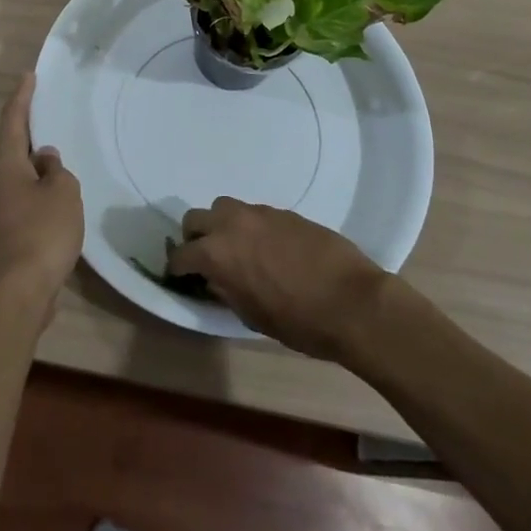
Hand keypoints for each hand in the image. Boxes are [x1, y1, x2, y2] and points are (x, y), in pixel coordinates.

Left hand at [0, 73, 83, 304]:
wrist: (24, 289)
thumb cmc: (44, 230)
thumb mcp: (63, 190)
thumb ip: (56, 168)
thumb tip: (45, 160)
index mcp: (6, 164)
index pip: (13, 120)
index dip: (22, 97)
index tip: (28, 76)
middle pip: (12, 145)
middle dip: (28, 127)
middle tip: (44, 107)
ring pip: (18, 170)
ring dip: (35, 159)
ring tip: (56, 148)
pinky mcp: (8, 227)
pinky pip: (24, 192)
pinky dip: (38, 183)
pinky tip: (56, 188)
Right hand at [166, 198, 391, 359]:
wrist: (353, 302)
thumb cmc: (299, 321)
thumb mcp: (252, 316)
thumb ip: (226, 291)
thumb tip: (215, 279)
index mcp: (217, 254)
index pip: (181, 255)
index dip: (177, 268)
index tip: (180, 277)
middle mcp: (232, 224)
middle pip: (195, 218)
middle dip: (194, 238)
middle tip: (206, 259)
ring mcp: (259, 213)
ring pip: (225, 208)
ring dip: (223, 226)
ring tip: (238, 249)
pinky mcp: (284, 211)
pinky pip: (255, 214)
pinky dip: (252, 227)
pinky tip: (270, 249)